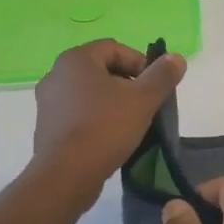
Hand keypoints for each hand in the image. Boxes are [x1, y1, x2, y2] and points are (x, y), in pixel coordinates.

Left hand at [31, 40, 184, 205]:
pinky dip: (95, 119)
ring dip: (112, 102)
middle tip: (146, 104)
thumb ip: (162, 76)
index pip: (114, 48)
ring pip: (89, 93)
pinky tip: (110, 138)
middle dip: (127, 84)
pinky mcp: (46, 127)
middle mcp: (56, 74)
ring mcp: (48, 102)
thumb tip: (177, 58)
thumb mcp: (143, 100)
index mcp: (76, 59)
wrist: (65, 175)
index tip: (155, 86)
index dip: (140, 63)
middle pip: (101, 70)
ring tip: (130, 123)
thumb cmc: (105, 128)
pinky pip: (77, 113)